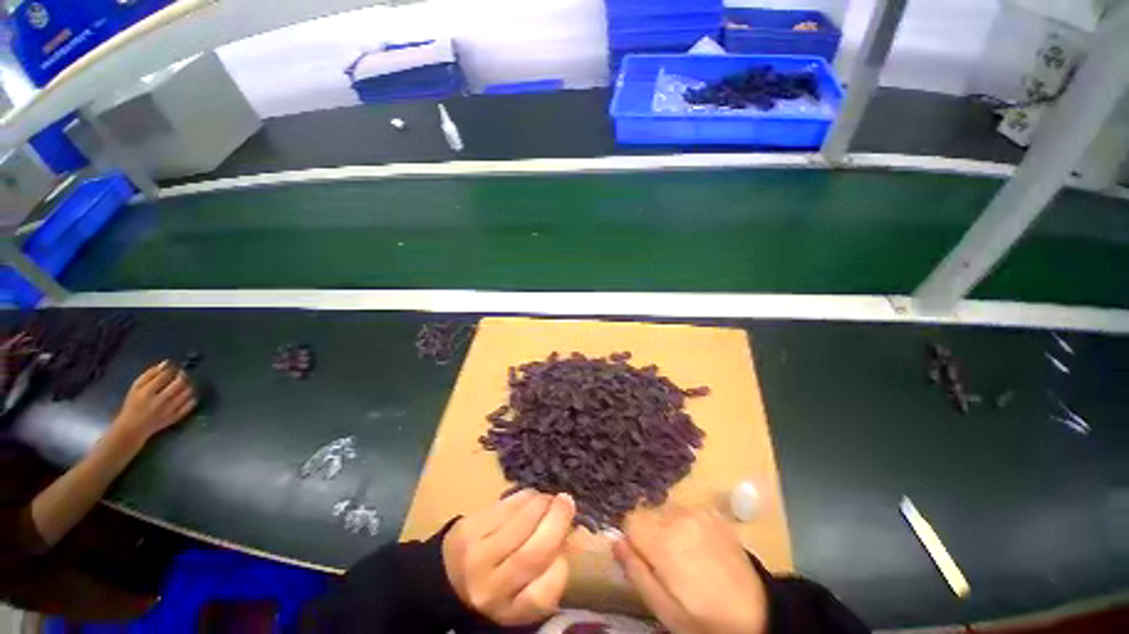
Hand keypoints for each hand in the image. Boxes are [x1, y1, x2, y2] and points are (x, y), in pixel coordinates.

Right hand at [110, 361, 196, 443]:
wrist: (132, 428)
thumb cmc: (133, 405)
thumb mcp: (135, 388)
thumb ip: (149, 374)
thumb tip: (165, 363)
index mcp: (147, 393)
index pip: (165, 376)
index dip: (172, 369)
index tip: (173, 368)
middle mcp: (159, 401)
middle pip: (179, 383)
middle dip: (183, 376)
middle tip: (181, 374)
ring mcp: (169, 410)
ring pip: (187, 393)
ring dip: (188, 385)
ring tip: (184, 384)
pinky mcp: (175, 418)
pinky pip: (190, 405)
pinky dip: (191, 397)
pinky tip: (186, 395)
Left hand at [442, 489, 575, 625]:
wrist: (447, 577)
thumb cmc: (495, 583)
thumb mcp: (521, 591)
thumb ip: (546, 568)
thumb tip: (572, 530)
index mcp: (510, 610)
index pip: (543, 594)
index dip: (562, 564)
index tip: (569, 542)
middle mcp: (492, 589)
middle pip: (533, 553)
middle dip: (557, 522)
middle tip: (567, 502)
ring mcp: (477, 557)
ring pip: (520, 524)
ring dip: (541, 503)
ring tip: (549, 498)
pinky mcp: (469, 529)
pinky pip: (505, 507)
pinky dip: (525, 496)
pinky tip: (531, 496)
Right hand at [614, 507, 767, 633]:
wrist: (758, 612)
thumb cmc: (704, 618)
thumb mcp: (664, 608)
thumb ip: (635, 571)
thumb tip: (615, 541)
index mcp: (664, 540)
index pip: (628, 519)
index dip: (630, 538)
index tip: (640, 556)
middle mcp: (678, 516)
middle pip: (646, 513)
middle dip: (648, 533)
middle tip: (664, 563)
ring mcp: (698, 511)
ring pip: (664, 510)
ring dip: (665, 527)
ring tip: (682, 556)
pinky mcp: (712, 513)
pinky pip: (684, 511)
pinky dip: (682, 524)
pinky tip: (697, 547)